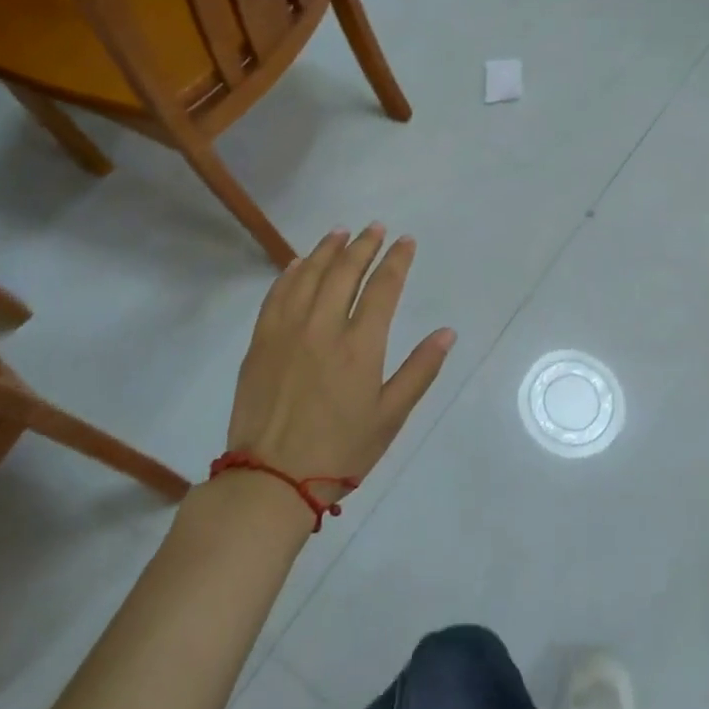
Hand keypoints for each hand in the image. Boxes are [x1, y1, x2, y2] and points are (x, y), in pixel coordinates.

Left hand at [226, 225, 455, 500]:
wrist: (270, 480)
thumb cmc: (341, 451)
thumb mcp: (391, 416)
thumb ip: (420, 370)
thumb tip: (447, 332)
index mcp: (360, 346)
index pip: (383, 287)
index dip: (396, 260)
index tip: (406, 241)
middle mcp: (323, 328)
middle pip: (345, 272)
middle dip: (364, 245)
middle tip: (375, 228)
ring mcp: (287, 332)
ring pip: (309, 276)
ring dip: (327, 250)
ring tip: (340, 233)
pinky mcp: (260, 342)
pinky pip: (276, 295)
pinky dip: (291, 273)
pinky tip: (299, 263)